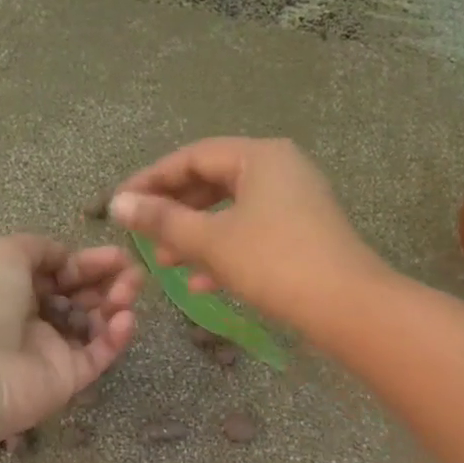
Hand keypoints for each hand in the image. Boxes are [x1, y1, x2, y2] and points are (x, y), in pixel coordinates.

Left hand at [0, 235, 141, 437]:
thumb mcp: (4, 253)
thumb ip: (40, 248)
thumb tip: (65, 258)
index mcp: (10, 287)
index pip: (58, 272)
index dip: (87, 262)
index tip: (118, 255)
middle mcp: (30, 317)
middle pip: (79, 296)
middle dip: (108, 281)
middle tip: (133, 273)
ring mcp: (50, 350)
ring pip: (93, 324)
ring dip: (116, 304)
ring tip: (130, 293)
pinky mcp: (68, 379)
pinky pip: (98, 354)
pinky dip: (116, 337)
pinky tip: (125, 320)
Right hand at [110, 138, 387, 332]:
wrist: (346, 306)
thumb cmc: (274, 262)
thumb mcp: (212, 240)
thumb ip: (162, 220)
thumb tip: (117, 203)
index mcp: (260, 156)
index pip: (192, 157)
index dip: (152, 180)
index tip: (120, 204)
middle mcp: (281, 169)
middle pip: (213, 182)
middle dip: (175, 211)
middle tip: (143, 235)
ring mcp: (296, 203)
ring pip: (232, 212)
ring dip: (196, 236)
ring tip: (165, 262)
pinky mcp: (303, 235)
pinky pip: (253, 234)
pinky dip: (225, 252)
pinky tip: (200, 283)